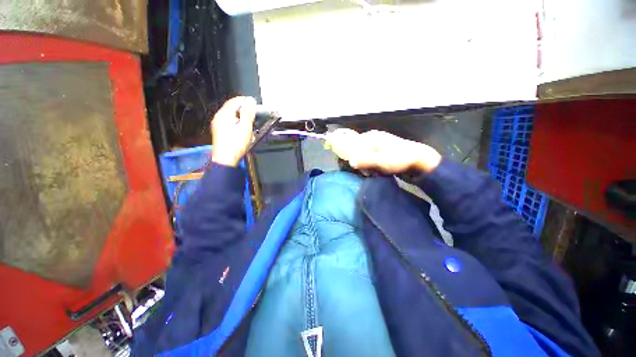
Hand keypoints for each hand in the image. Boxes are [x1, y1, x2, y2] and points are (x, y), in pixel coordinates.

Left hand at [210, 96, 256, 166]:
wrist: (226, 159)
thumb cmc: (235, 144)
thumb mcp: (245, 127)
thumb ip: (248, 113)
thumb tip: (251, 101)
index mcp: (224, 114)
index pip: (234, 101)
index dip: (244, 100)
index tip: (252, 102)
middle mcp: (219, 118)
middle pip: (231, 108)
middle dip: (242, 108)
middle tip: (252, 111)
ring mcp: (218, 125)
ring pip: (230, 116)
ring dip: (240, 116)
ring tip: (249, 120)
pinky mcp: (219, 132)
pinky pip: (228, 123)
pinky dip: (236, 122)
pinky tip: (242, 129)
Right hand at [326, 129, 441, 173]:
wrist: (420, 161)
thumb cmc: (400, 159)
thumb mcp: (381, 161)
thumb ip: (365, 160)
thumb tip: (350, 161)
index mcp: (371, 137)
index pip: (352, 143)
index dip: (349, 155)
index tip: (353, 165)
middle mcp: (373, 139)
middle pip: (356, 150)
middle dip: (358, 162)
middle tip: (366, 171)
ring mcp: (377, 145)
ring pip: (362, 155)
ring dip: (364, 165)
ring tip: (371, 172)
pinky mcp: (381, 152)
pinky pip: (369, 158)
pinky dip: (369, 165)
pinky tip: (374, 171)